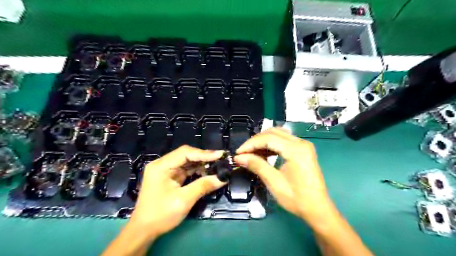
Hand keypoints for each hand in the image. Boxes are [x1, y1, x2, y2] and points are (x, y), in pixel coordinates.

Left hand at [127, 145, 226, 238]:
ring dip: (202, 164)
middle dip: (204, 158)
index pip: (185, 153)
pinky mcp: (170, 177)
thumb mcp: (183, 200)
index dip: (204, 153)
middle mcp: (163, 164)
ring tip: (217, 166)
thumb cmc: (161, 214)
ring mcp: (166, 170)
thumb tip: (223, 178)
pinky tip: (207, 173)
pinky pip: (186, 170)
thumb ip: (203, 186)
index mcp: (161, 166)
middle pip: (187, 155)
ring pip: (188, 162)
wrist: (144, 230)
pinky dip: (197, 171)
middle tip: (221, 160)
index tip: (220, 155)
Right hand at [235, 129, 333, 228]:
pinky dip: (271, 145)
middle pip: (273, 132)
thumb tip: (239, 157)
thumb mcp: (274, 182)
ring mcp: (303, 145)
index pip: (268, 138)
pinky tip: (264, 154)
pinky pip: (283, 140)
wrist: (317, 209)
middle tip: (244, 153)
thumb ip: (257, 165)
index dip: (251, 144)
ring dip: (263, 141)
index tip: (238, 153)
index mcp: (296, 150)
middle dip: (256, 141)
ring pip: (278, 134)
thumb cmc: (297, 199)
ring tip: (251, 153)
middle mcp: (301, 143)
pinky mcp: (303, 150)